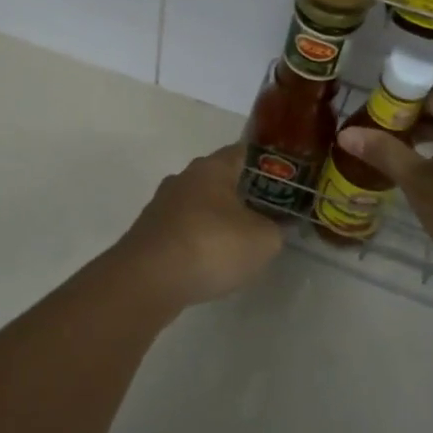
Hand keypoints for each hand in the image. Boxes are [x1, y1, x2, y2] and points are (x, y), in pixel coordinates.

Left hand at [113, 144, 283, 310]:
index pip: (244, 152)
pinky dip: (198, 241)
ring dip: (218, 220)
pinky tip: (210, 262)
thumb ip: (275, 228)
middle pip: (220, 179)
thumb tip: (274, 225)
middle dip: (242, 194)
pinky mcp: (149, 233)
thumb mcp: (263, 240)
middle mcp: (184, 178)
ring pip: (199, 205)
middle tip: (267, 214)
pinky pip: (183, 229)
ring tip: (239, 243)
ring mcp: (162, 205)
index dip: (266, 164)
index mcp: (212, 167)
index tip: (284, 181)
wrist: (148, 280)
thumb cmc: (211, 246)